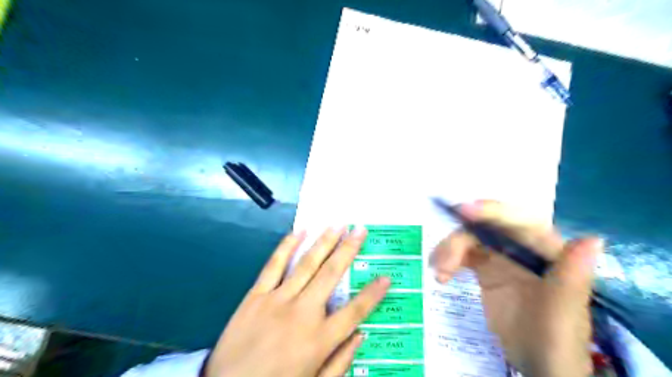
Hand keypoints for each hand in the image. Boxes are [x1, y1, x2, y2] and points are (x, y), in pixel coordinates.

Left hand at [205, 227, 388, 376]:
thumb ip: (340, 362)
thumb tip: (361, 334)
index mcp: (320, 338)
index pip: (356, 311)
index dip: (374, 293)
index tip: (386, 276)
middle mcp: (302, 312)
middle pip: (331, 274)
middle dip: (348, 249)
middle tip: (360, 229)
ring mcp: (277, 300)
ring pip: (306, 264)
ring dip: (324, 242)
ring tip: (337, 225)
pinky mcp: (256, 295)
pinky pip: (273, 265)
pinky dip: (287, 246)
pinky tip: (299, 231)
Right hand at [431, 200, 603, 376]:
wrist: (539, 364)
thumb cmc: (557, 341)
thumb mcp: (565, 314)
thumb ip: (573, 278)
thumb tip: (592, 239)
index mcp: (549, 251)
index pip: (521, 222)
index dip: (493, 212)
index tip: (464, 211)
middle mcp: (524, 248)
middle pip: (487, 227)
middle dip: (461, 237)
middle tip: (441, 259)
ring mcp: (503, 257)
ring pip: (471, 238)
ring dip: (450, 249)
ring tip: (438, 271)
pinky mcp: (487, 269)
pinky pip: (464, 254)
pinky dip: (449, 260)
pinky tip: (441, 276)